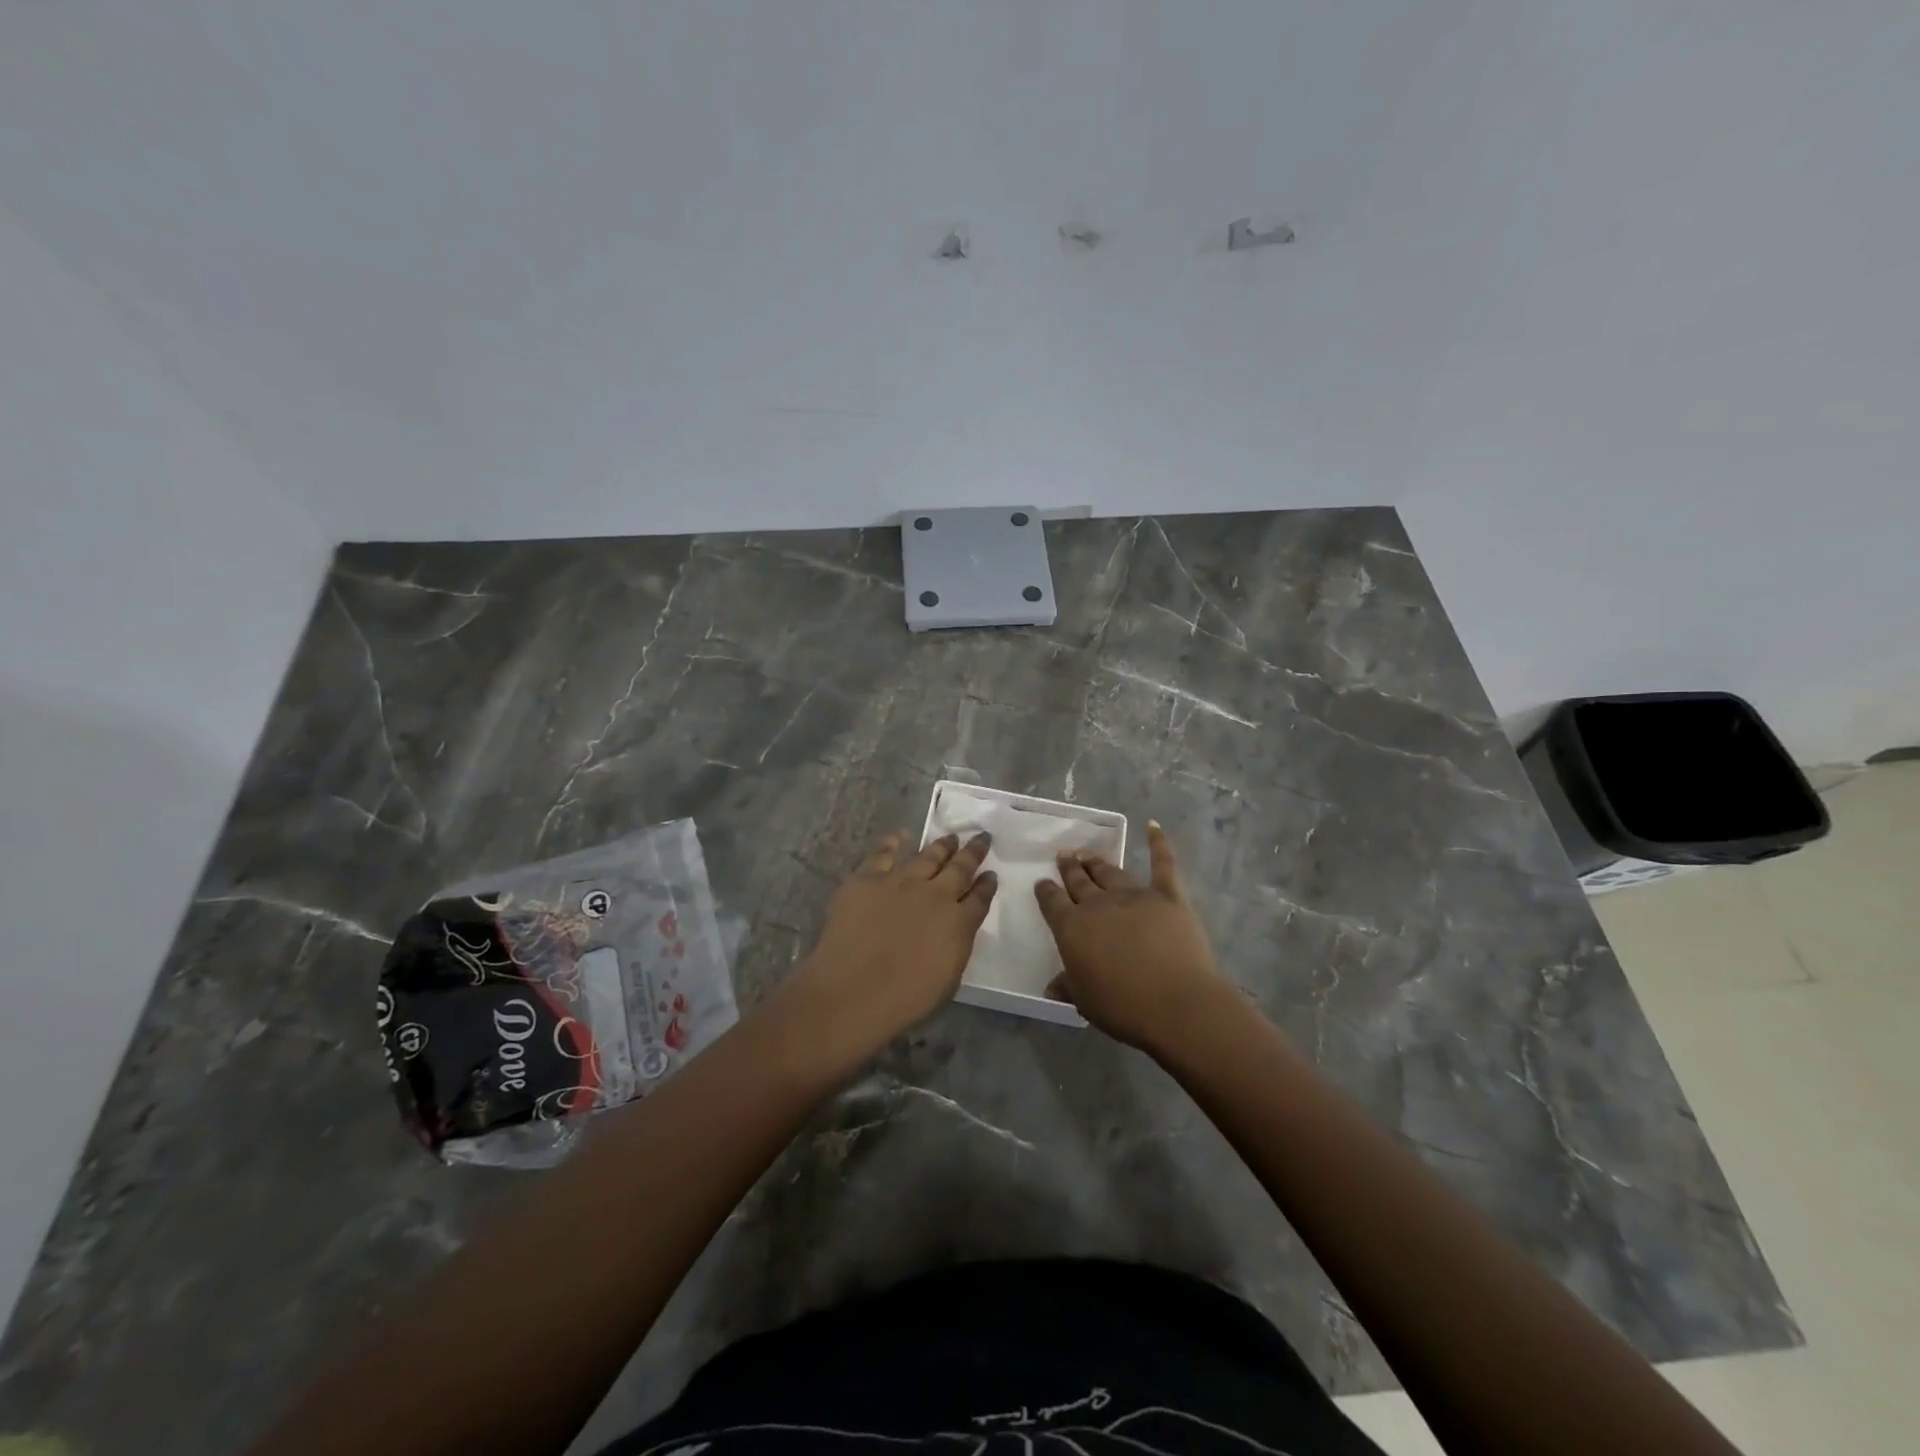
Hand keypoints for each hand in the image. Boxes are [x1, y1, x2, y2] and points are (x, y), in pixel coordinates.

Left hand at [790, 831, 996, 1056]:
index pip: (979, 898)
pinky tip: (901, 835)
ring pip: (927, 856)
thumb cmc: (904, 1000)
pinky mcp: (867, 879)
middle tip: (982, 837)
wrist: (852, 992)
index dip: (987, 885)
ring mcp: (900, 882)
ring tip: (951, 837)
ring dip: (942, 846)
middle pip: (960, 868)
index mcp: (958, 923)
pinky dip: (893, 842)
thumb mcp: (948, 978)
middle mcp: (935, 894)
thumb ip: (956, 945)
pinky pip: (883, 853)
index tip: (991, 873)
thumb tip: (958, 926)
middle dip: (973, 852)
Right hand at [1035, 821, 1230, 1053]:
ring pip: (1110, 872)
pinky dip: (1158, 843)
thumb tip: (1052, 986)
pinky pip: (1163, 864)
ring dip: (1097, 862)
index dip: (1046, 891)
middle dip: (1069, 868)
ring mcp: (1135, 896)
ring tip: (1088, 854)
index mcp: (1072, 927)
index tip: (1042, 883)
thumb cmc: (1123, 1007)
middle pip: (1079, 880)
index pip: (1052, 902)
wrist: (1177, 1005)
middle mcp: (1098, 904)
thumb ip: (1068, 986)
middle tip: (1064, 856)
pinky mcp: (1169, 896)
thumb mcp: (1085, 1001)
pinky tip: (1153, 826)